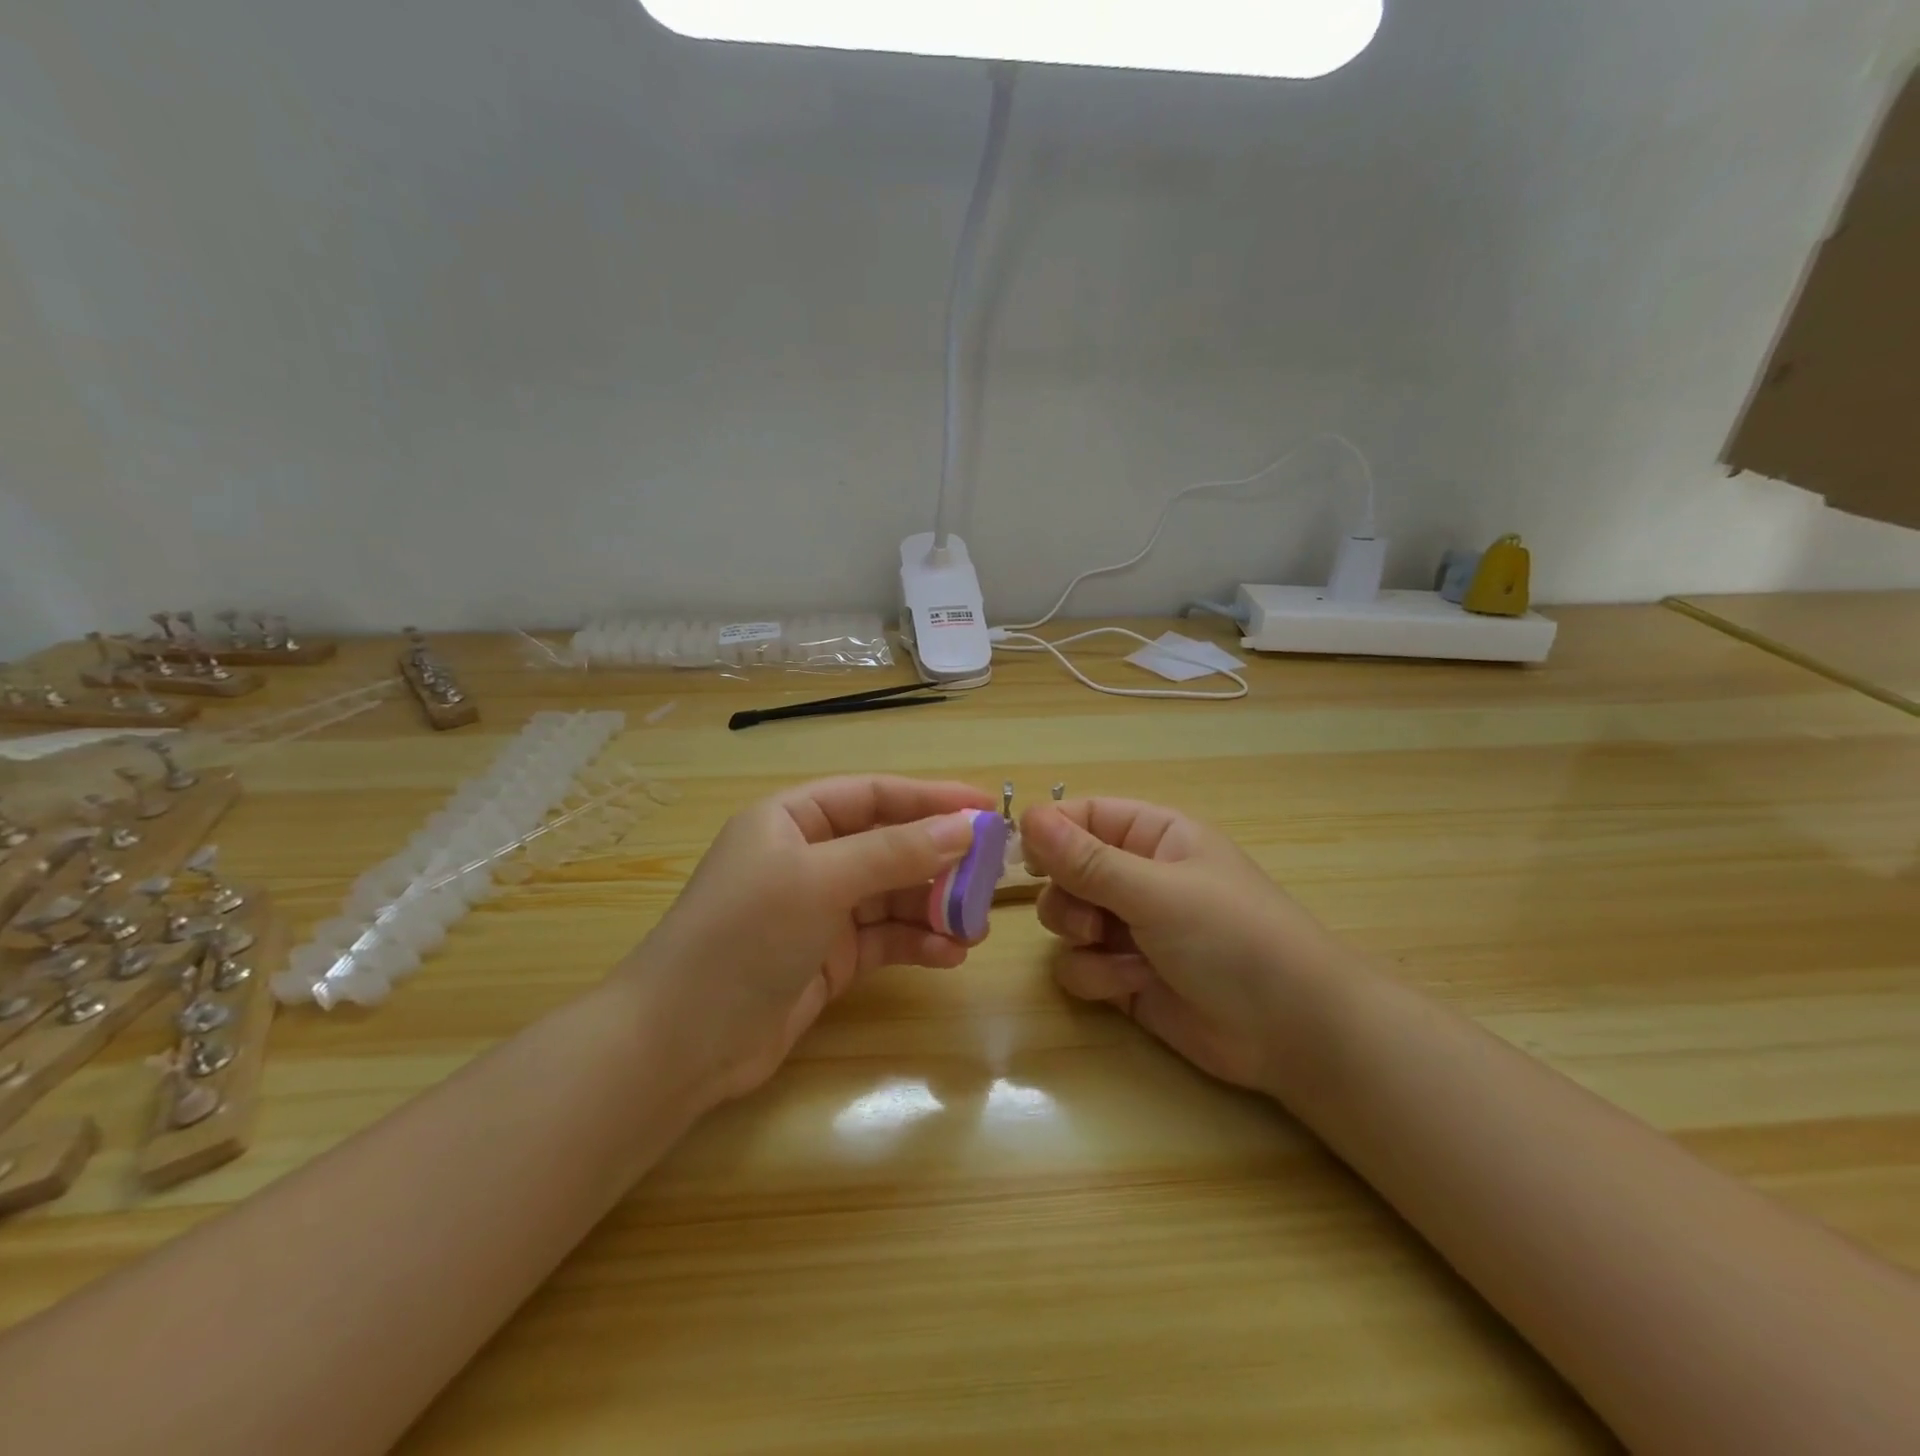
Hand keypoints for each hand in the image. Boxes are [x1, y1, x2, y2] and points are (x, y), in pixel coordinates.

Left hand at [620, 776, 995, 1108]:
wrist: (680, 1044)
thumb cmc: (745, 936)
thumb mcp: (821, 880)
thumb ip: (895, 852)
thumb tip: (965, 828)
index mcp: (793, 820)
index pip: (873, 795)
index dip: (929, 798)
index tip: (984, 807)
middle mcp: (807, 858)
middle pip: (888, 846)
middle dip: (938, 860)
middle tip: (992, 874)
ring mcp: (818, 911)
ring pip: (892, 896)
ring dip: (933, 907)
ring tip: (975, 925)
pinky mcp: (828, 959)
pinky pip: (884, 940)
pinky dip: (916, 944)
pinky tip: (949, 956)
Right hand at [1019, 799, 1350, 1097]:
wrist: (1291, 1031)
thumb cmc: (1232, 937)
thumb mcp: (1157, 891)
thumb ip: (1087, 859)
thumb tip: (1026, 815)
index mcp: (1153, 836)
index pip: (1083, 816)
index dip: (1050, 832)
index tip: (1025, 857)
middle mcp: (1136, 876)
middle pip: (1064, 870)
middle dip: (1067, 896)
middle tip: (1090, 917)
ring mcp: (1129, 927)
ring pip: (1065, 919)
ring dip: (1081, 938)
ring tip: (1118, 953)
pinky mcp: (1124, 975)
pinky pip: (1078, 965)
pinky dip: (1097, 976)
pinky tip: (1133, 985)